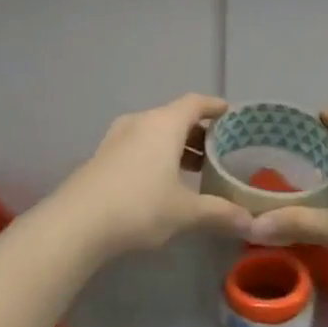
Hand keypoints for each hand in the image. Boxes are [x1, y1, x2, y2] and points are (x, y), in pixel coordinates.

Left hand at [46, 94, 254, 261]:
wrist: (76, 223)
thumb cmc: (139, 206)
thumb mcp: (185, 212)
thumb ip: (219, 213)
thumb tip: (251, 223)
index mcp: (164, 124)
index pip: (195, 103)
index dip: (215, 107)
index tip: (231, 114)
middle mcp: (140, 122)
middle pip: (175, 117)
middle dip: (198, 132)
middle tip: (218, 150)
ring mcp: (117, 138)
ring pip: (155, 132)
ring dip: (176, 146)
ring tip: (194, 169)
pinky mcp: (102, 157)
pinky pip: (138, 146)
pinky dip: (156, 155)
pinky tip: (162, 181)